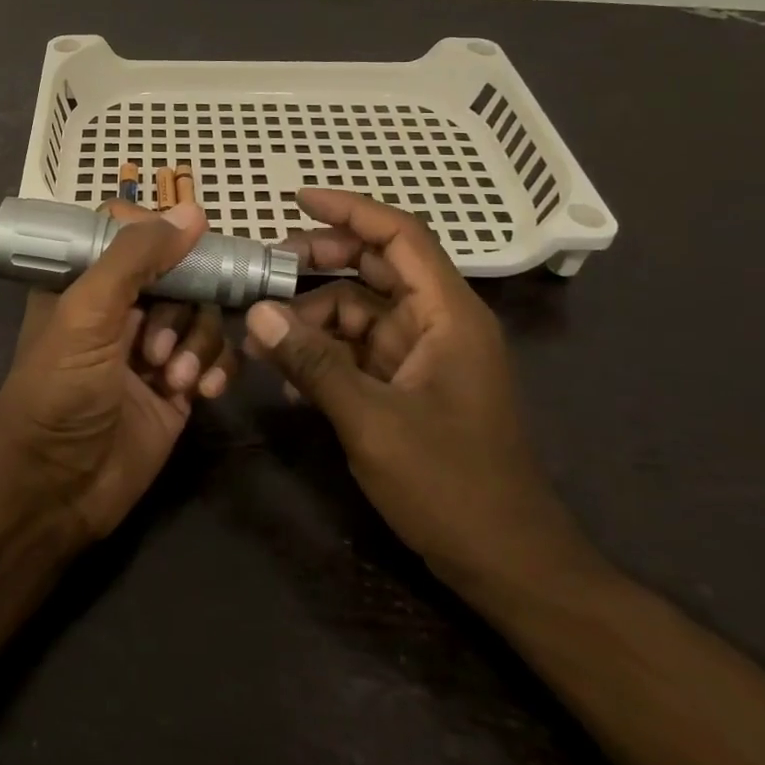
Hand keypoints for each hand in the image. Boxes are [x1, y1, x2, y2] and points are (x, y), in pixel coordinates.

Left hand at [0, 201, 238, 541]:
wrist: (56, 490)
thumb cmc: (59, 391)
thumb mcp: (87, 313)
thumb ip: (136, 258)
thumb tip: (192, 211)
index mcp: (87, 282)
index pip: (132, 234)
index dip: (162, 235)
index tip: (189, 244)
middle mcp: (122, 309)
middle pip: (180, 273)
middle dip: (182, 306)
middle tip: (159, 346)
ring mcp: (154, 348)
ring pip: (203, 314)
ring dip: (198, 342)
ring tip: (173, 378)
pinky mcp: (179, 387)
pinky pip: (216, 356)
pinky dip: (216, 368)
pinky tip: (202, 393)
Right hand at [242, 189, 591, 596]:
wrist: (507, 565)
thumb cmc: (451, 486)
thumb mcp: (372, 421)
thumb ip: (313, 362)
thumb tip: (257, 313)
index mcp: (448, 314)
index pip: (400, 236)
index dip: (350, 210)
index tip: (297, 199)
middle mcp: (437, 323)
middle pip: (375, 268)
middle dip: (319, 264)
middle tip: (264, 271)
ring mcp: (423, 356)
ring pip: (359, 312)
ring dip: (312, 319)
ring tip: (262, 340)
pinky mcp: (409, 386)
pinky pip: (359, 352)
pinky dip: (325, 355)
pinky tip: (289, 381)